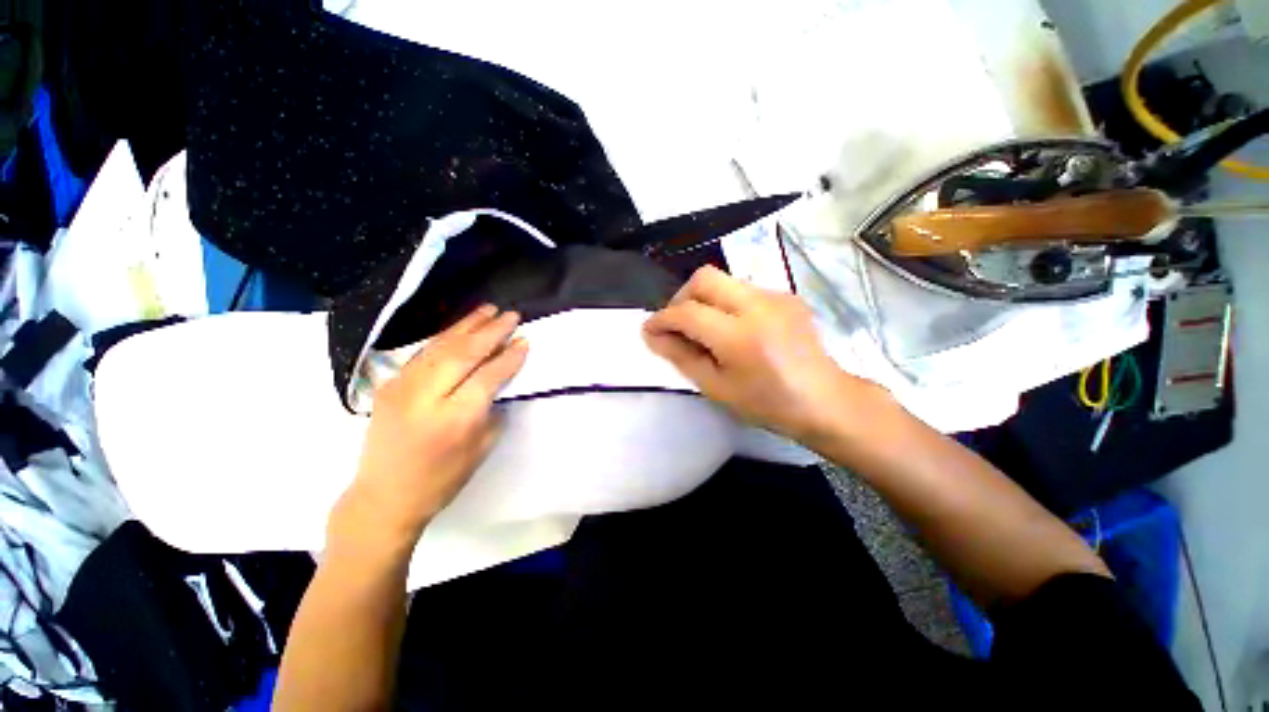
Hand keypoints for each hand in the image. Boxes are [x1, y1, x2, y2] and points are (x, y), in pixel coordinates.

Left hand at [331, 305, 527, 548]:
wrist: (384, 496)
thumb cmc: (442, 479)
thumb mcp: (481, 449)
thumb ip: (492, 409)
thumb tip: (499, 380)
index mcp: (455, 419)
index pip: (488, 376)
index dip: (509, 356)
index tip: (525, 340)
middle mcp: (426, 397)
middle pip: (463, 353)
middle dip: (491, 331)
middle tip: (512, 315)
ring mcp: (402, 387)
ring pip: (440, 346)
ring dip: (467, 325)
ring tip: (489, 309)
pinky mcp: (389, 385)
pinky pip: (423, 353)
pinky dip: (445, 337)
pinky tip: (460, 328)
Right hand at [642, 266, 889, 444]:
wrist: (826, 400)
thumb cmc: (768, 404)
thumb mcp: (716, 388)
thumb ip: (681, 357)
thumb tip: (652, 335)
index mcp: (740, 337)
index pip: (687, 312)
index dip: (662, 319)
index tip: (649, 330)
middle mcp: (759, 306)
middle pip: (704, 278)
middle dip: (680, 297)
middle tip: (677, 324)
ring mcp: (776, 296)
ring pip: (723, 280)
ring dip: (703, 299)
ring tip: (704, 328)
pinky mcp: (786, 295)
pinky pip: (742, 289)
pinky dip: (725, 303)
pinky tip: (732, 328)